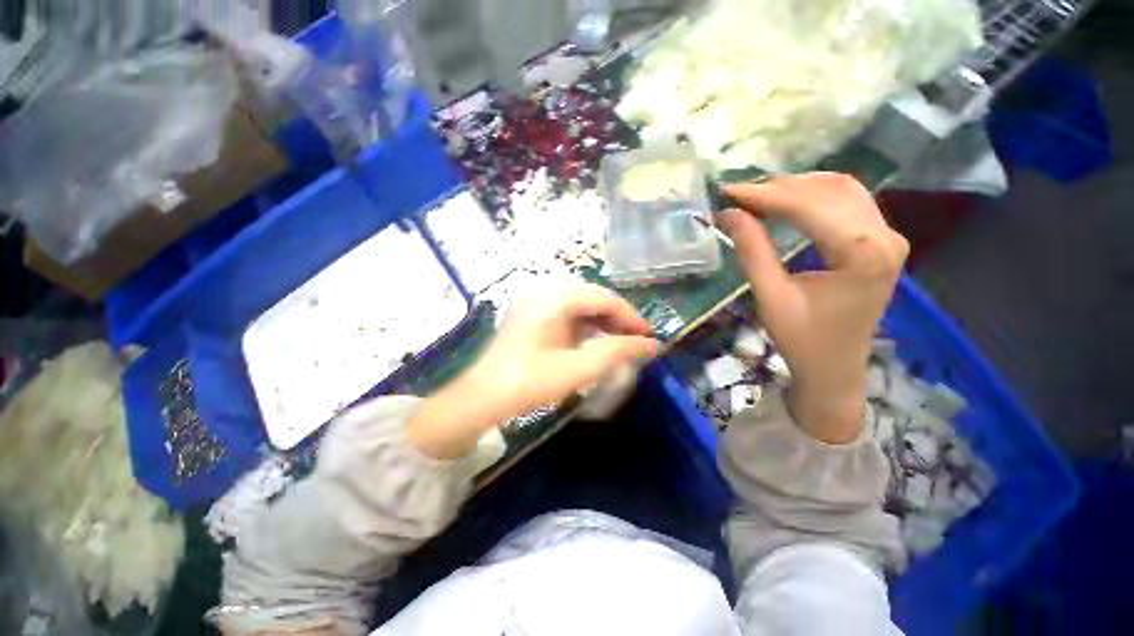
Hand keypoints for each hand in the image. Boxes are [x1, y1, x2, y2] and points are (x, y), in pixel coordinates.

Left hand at [408, 284, 659, 457]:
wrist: (482, 397)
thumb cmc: (527, 383)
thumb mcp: (576, 369)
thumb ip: (616, 353)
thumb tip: (651, 345)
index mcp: (553, 297)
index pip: (604, 297)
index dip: (630, 316)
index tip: (649, 337)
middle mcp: (544, 290)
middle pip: (593, 298)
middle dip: (618, 320)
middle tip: (637, 342)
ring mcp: (536, 301)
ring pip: (581, 306)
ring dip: (603, 323)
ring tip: (620, 344)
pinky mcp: (533, 314)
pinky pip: (568, 314)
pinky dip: (586, 327)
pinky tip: (595, 343)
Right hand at [717, 173, 907, 443]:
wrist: (835, 368)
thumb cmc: (802, 340)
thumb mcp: (770, 297)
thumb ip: (752, 251)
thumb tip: (728, 214)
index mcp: (862, 254)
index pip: (810, 206)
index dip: (764, 195)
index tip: (727, 191)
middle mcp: (886, 236)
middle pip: (829, 190)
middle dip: (778, 188)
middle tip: (737, 195)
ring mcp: (889, 236)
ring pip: (842, 190)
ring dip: (797, 188)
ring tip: (757, 196)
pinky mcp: (881, 241)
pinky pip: (849, 202)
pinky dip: (814, 196)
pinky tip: (788, 201)